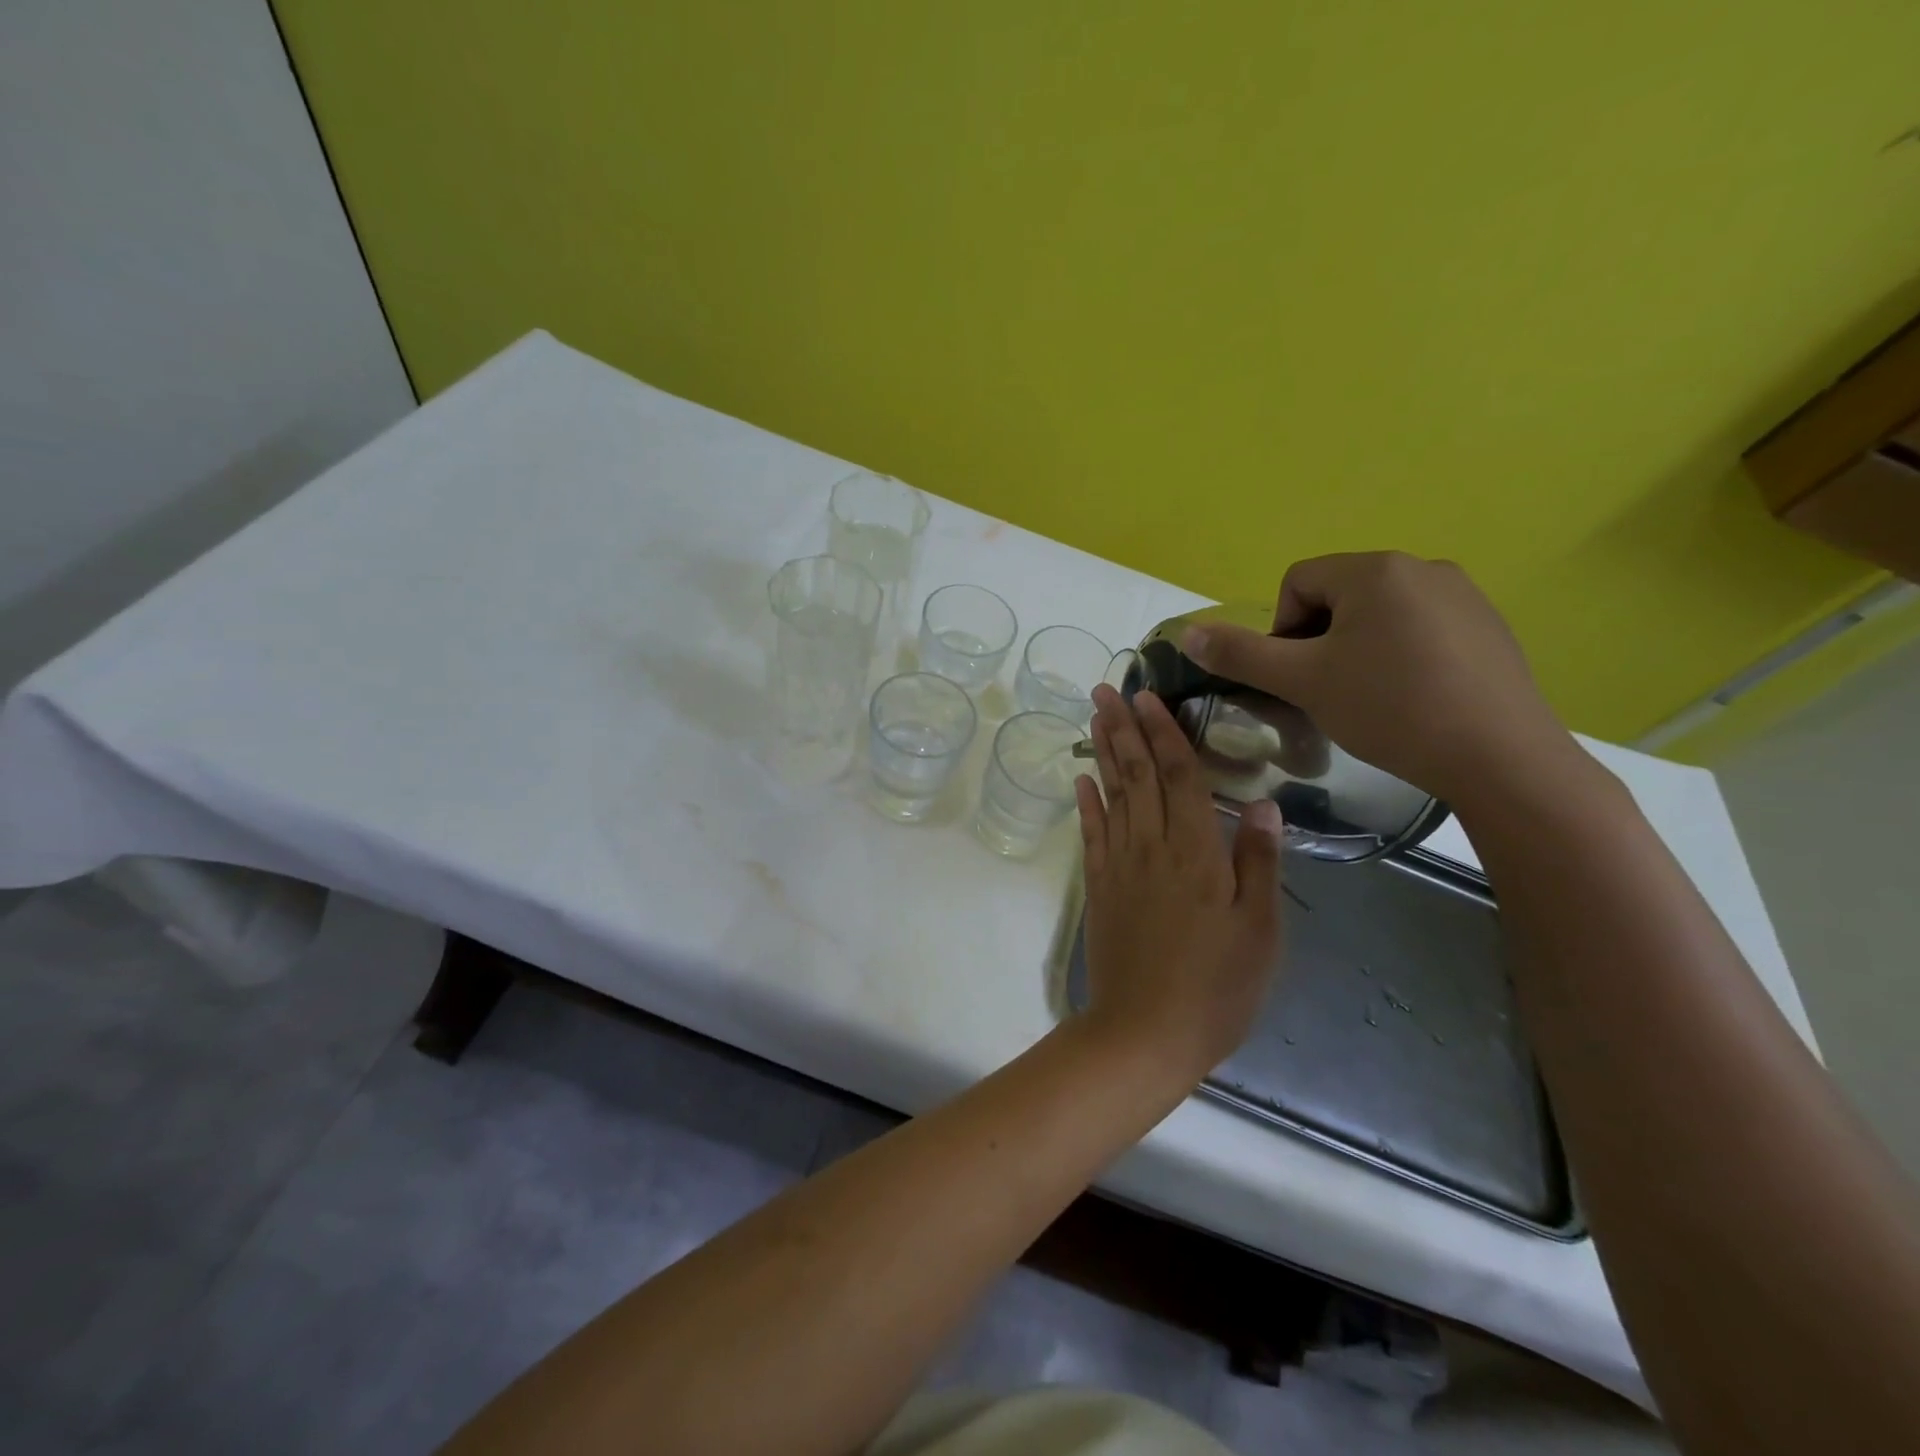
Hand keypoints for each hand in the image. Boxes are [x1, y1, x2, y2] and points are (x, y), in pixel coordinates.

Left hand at [1074, 684, 1283, 1085]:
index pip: (1180, 776)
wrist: (1146, 1031)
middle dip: (1123, 728)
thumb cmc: (1217, 985)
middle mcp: (1152, 846)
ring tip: (1093, 716)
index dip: (1164, 733)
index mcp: (1196, 851)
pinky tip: (1081, 780)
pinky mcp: (1099, 888)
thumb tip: (1262, 801)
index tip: (1147, 696)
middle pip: (1138, 775)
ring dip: (1103, 753)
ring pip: (1112, 795)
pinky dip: (1087, 803)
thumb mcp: (1259, 929)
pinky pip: (1092, 834)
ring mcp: (1120, 866)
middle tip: (1106, 688)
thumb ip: (1258, 861)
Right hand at [1179, 551, 1576, 806]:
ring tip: (1370, 700)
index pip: (1297, 582)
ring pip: (1379, 615)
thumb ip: (1240, 654)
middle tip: (1329, 692)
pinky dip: (1401, 657)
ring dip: (1358, 650)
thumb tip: (1187, 633)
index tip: (1300, 676)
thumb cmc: (1389, 708)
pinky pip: (1421, 630)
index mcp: (1375, 569)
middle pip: (1338, 597)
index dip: (1282, 630)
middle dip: (1320, 641)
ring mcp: (1464, 596)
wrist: (1499, 757)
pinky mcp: (1490, 628)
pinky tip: (1413, 699)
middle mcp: (1423, 567)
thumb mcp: (1302, 681)